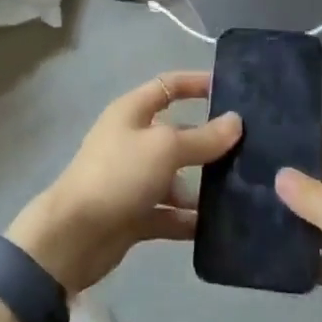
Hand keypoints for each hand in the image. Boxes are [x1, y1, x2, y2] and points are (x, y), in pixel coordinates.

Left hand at [8, 72, 241, 294]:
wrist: (71, 238)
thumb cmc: (118, 175)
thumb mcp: (164, 148)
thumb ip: (203, 138)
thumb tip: (236, 122)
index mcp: (132, 112)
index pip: (169, 86)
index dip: (196, 83)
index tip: (230, 90)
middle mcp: (133, 140)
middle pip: (178, 134)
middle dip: (209, 142)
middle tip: (250, 150)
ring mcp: (134, 179)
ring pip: (177, 177)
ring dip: (203, 185)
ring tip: (242, 192)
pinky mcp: (135, 215)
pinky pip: (170, 213)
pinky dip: (190, 219)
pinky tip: (221, 227)